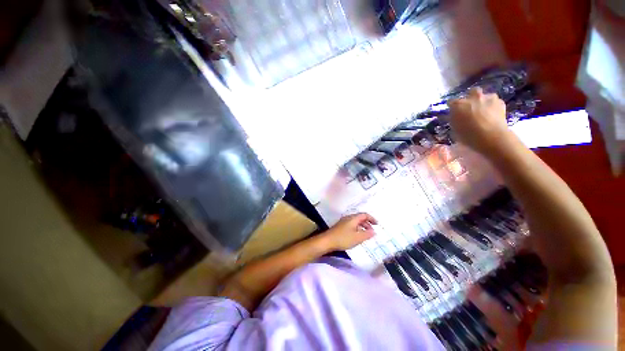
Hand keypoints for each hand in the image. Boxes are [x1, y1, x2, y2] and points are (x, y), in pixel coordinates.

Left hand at [322, 213, 376, 250]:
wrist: (327, 241)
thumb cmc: (343, 238)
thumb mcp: (357, 238)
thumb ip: (367, 234)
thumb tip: (374, 231)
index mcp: (353, 218)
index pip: (364, 215)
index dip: (371, 218)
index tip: (377, 224)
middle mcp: (348, 218)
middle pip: (360, 217)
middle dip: (367, 223)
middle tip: (372, 231)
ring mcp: (343, 222)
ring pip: (355, 222)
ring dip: (362, 226)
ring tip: (365, 235)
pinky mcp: (340, 227)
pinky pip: (351, 225)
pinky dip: (357, 229)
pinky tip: (356, 236)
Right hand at [448, 87, 510, 155]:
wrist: (491, 136)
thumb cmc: (468, 135)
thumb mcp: (454, 129)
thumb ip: (454, 119)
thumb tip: (456, 117)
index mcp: (457, 104)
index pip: (451, 102)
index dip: (452, 107)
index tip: (454, 112)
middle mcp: (472, 97)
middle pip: (471, 92)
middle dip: (471, 98)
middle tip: (470, 107)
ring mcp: (488, 98)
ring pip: (485, 96)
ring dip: (483, 101)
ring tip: (484, 112)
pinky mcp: (500, 102)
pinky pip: (495, 102)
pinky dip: (493, 107)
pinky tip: (492, 115)